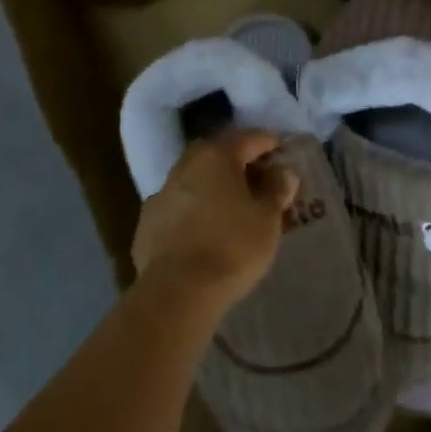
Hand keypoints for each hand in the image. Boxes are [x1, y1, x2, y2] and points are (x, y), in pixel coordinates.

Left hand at [131, 130, 298, 316]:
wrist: (176, 293)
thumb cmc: (232, 248)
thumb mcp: (267, 219)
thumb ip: (276, 190)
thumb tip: (283, 172)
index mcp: (216, 156)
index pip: (249, 138)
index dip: (269, 142)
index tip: (283, 150)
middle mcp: (185, 165)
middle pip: (217, 154)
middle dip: (238, 161)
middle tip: (258, 178)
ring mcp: (162, 193)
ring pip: (194, 179)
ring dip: (213, 186)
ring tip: (231, 206)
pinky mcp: (147, 222)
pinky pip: (178, 206)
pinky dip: (193, 210)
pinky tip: (203, 229)